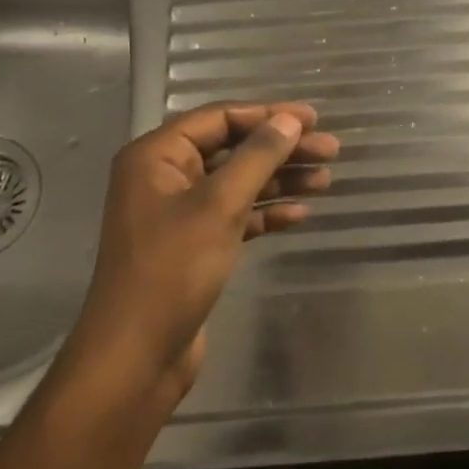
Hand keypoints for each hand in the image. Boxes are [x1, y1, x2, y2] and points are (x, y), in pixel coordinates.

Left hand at [60, 102, 338, 416]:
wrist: (137, 354)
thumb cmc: (173, 270)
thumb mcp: (219, 206)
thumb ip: (257, 158)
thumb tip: (288, 120)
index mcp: (157, 157)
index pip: (219, 118)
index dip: (268, 114)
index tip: (313, 119)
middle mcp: (165, 178)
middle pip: (232, 150)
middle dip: (281, 150)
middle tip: (331, 151)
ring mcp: (179, 214)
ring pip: (238, 184)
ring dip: (280, 181)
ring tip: (325, 180)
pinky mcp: (194, 246)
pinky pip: (236, 216)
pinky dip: (266, 213)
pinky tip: (299, 215)